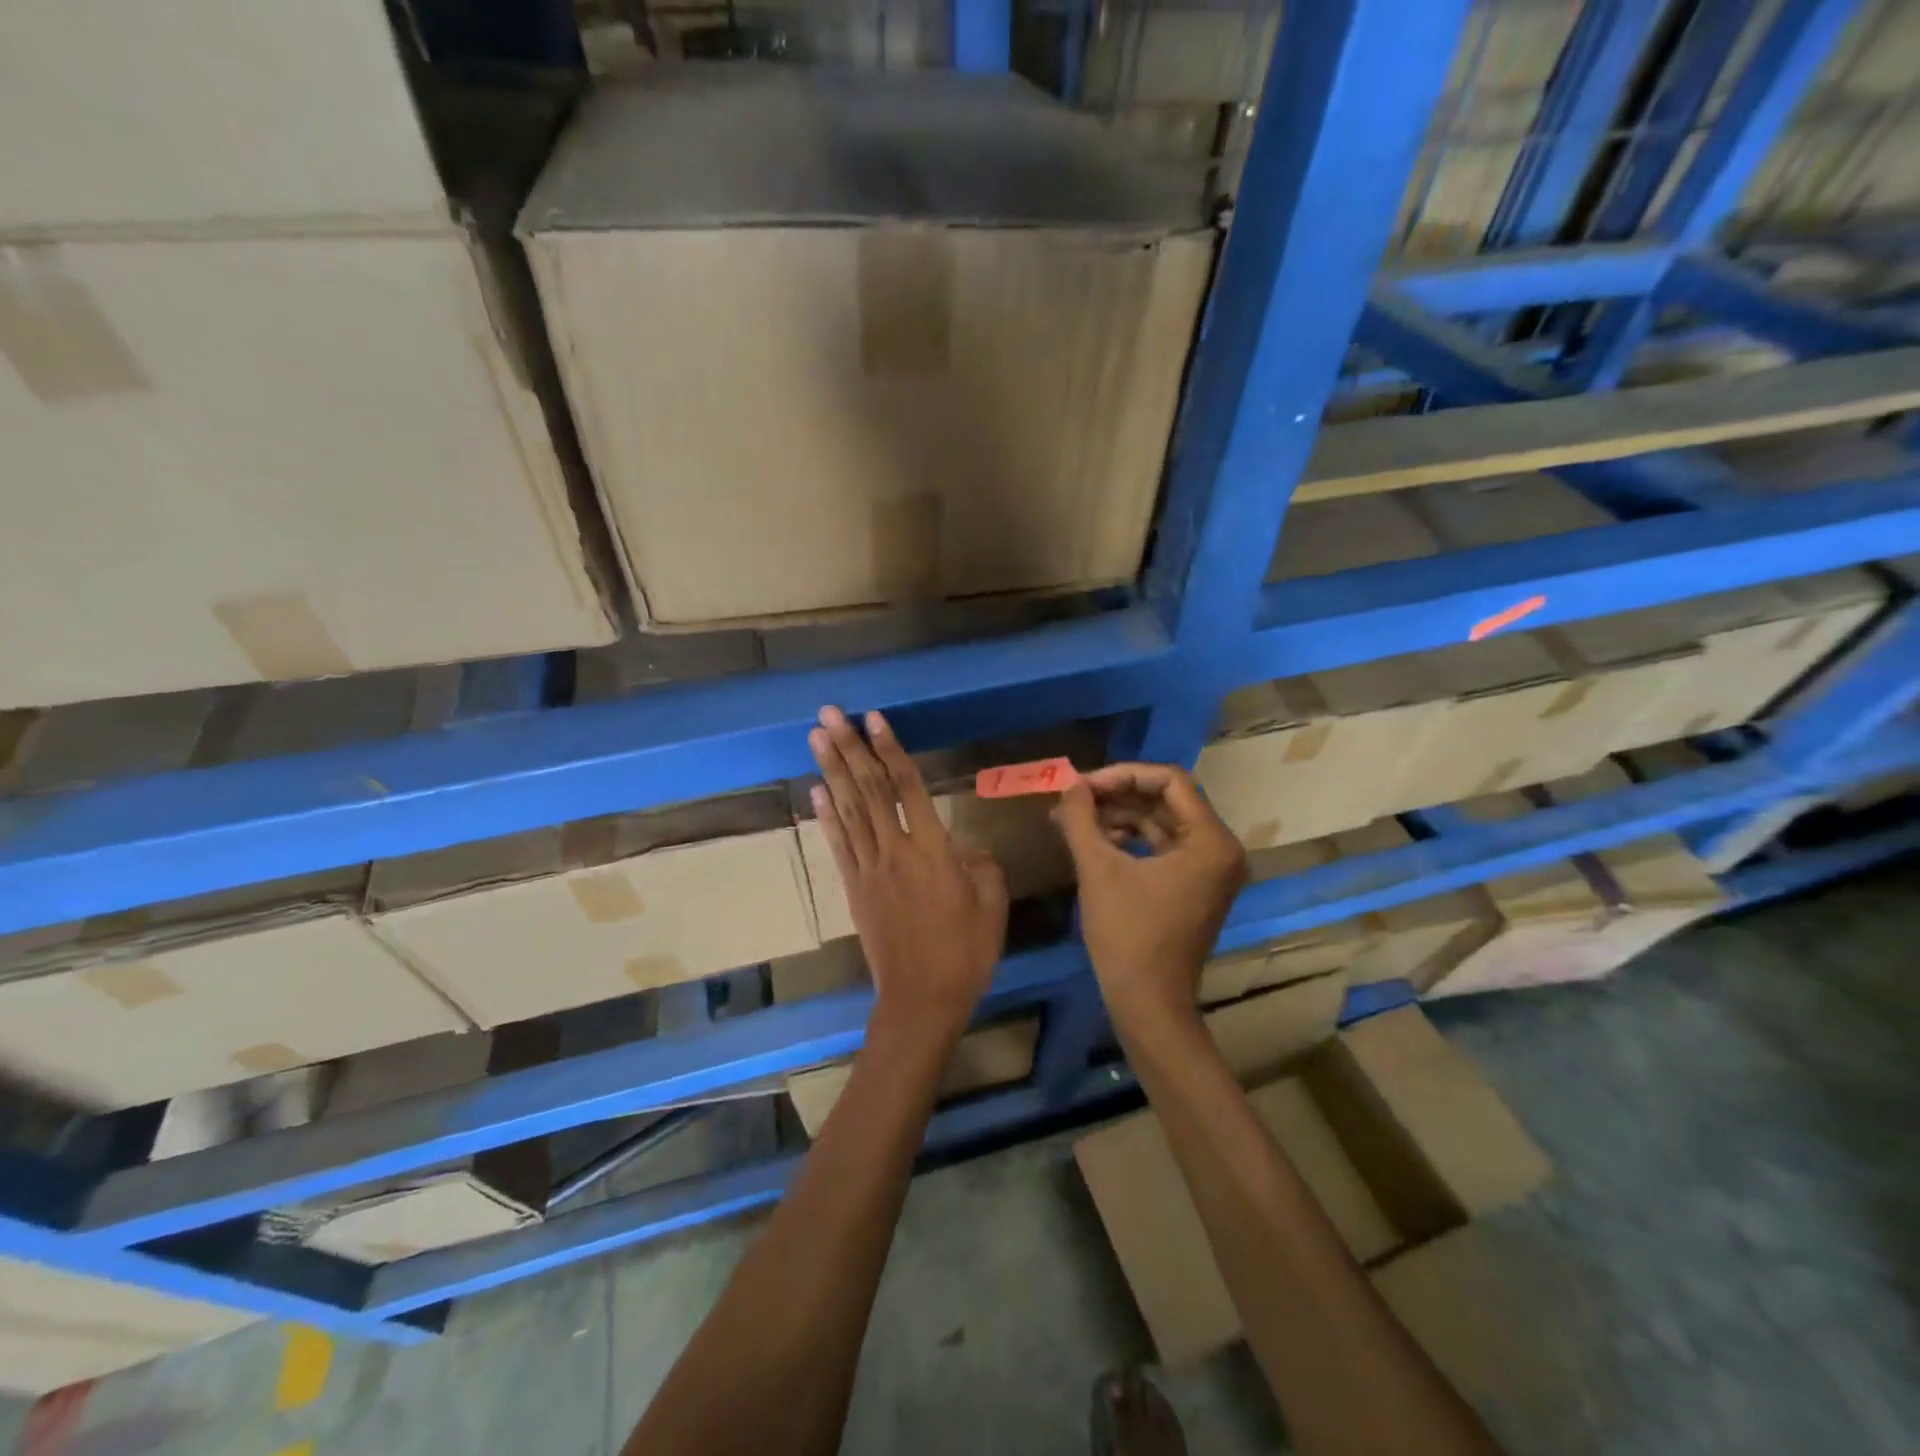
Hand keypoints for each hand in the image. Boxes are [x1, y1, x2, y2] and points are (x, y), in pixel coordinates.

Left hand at [809, 707, 1007, 1040]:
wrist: (921, 999)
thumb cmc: (965, 953)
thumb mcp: (993, 906)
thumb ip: (981, 866)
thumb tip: (964, 847)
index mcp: (933, 851)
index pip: (908, 788)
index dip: (890, 750)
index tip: (874, 718)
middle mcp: (895, 851)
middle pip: (869, 790)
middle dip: (848, 748)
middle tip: (828, 714)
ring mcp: (869, 870)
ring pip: (848, 811)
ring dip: (830, 771)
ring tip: (816, 738)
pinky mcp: (855, 889)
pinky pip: (838, 846)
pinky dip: (825, 816)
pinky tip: (815, 792)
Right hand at [1052, 763, 1247, 1033]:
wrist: (1148, 1003)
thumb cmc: (1127, 935)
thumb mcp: (1098, 870)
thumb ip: (1081, 819)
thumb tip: (1069, 785)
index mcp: (1211, 841)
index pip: (1169, 781)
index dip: (1122, 775)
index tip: (1082, 785)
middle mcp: (1220, 849)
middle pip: (1167, 799)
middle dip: (1118, 794)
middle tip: (1075, 796)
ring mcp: (1210, 869)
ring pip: (1163, 822)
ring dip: (1120, 816)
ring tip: (1076, 817)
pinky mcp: (1195, 886)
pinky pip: (1163, 846)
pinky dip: (1131, 839)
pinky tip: (1095, 840)